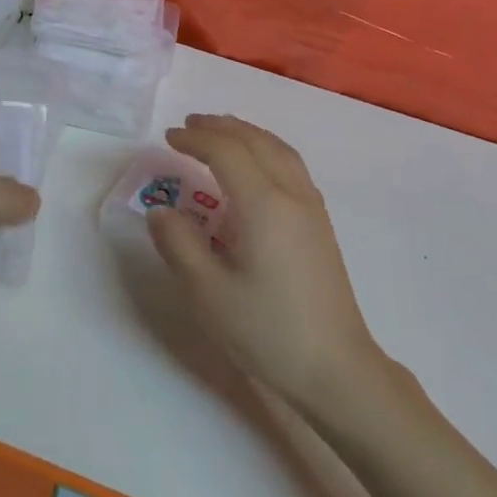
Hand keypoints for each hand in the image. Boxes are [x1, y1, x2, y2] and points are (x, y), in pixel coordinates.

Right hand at [148, 114, 383, 411]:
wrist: (335, 369)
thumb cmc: (267, 330)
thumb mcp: (208, 292)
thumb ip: (179, 244)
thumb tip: (161, 211)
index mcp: (263, 204)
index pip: (226, 152)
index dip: (195, 140)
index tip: (168, 139)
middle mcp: (291, 195)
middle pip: (255, 141)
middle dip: (220, 128)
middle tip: (189, 126)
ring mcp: (311, 208)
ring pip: (279, 150)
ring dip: (246, 134)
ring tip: (220, 133)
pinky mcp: (320, 225)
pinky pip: (291, 165)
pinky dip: (266, 149)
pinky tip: (256, 167)